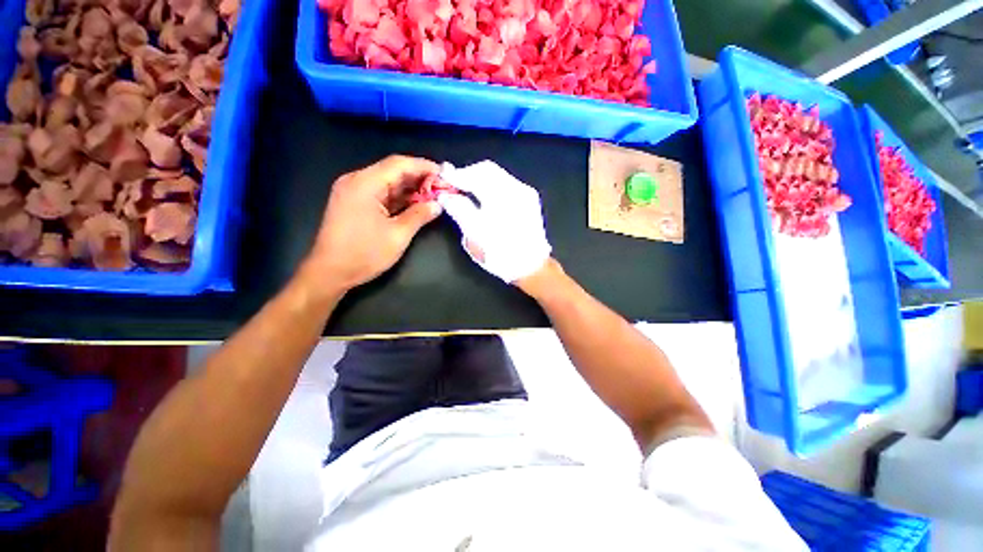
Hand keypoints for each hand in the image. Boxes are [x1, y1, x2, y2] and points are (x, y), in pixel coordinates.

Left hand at [303, 155, 441, 292]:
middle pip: (393, 171)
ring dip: (410, 188)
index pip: (399, 164)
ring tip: (433, 195)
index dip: (424, 167)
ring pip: (387, 182)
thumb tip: (437, 205)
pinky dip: (399, 197)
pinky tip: (415, 203)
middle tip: (442, 188)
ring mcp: (353, 191)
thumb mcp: (398, 235)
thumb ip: (419, 216)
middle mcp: (357, 181)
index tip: (445, 174)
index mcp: (365, 183)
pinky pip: (381, 193)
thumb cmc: (364, 254)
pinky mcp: (354, 203)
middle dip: (419, 178)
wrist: (330, 273)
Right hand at [439, 161, 551, 282]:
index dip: (456, 174)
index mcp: (502, 198)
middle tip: (454, 184)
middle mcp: (516, 189)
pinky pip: (506, 182)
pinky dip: (491, 184)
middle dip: (468, 174)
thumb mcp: (475, 235)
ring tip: (466, 189)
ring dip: (479, 178)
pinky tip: (484, 195)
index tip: (443, 177)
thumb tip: (445, 195)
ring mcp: (526, 192)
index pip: (475, 175)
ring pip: (498, 174)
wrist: (531, 267)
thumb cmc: (501, 254)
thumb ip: (459, 210)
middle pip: (487, 169)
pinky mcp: (530, 198)